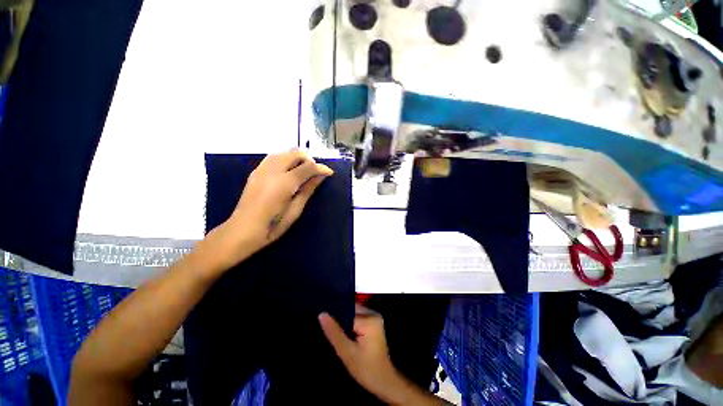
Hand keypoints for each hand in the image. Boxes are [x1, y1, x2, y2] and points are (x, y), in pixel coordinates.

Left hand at [213, 150, 332, 264]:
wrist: (242, 231)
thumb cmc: (273, 226)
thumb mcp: (295, 210)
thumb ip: (308, 190)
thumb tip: (321, 176)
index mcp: (284, 183)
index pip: (307, 167)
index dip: (321, 168)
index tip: (329, 173)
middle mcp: (272, 171)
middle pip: (295, 153)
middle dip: (309, 159)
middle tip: (316, 172)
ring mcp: (261, 170)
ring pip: (283, 152)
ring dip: (297, 157)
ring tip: (304, 170)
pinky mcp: (255, 172)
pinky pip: (273, 157)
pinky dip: (285, 159)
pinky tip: (289, 171)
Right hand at [319, 305, 408, 403]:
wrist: (384, 382)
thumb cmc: (366, 369)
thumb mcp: (347, 352)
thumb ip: (334, 332)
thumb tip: (322, 314)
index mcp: (369, 318)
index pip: (347, 311)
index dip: (334, 315)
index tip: (321, 319)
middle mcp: (373, 313)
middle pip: (350, 310)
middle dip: (338, 318)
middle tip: (324, 325)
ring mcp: (374, 318)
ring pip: (353, 314)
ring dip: (343, 321)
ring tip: (330, 329)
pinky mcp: (373, 323)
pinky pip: (357, 318)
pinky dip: (349, 325)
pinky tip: (341, 333)